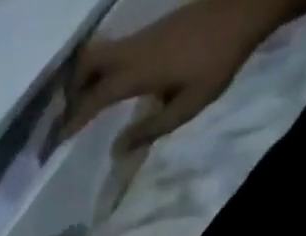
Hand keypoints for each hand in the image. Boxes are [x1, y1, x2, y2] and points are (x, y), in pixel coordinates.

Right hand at [62, 0, 283, 144]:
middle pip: (87, 62)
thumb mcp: (186, 107)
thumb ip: (149, 130)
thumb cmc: (217, 61)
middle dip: (70, 89)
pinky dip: (100, 69)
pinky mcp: (150, 32)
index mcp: (138, 72)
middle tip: (64, 116)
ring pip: (98, 53)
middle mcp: (132, 51)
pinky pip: (113, 50)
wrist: (246, 7)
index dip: (74, 119)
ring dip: (83, 77)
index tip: (58, 139)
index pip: (95, 98)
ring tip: (80, 105)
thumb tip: (116, 151)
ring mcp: (141, 37)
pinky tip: (105, 87)